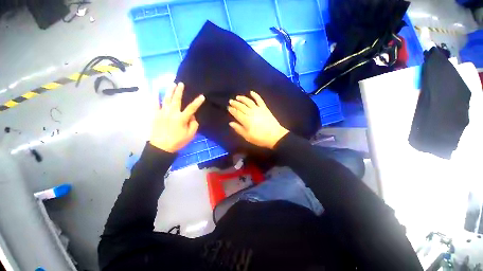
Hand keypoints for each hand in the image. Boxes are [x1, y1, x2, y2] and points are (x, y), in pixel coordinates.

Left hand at [150, 82, 204, 152]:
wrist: (161, 147)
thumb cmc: (177, 141)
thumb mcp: (190, 135)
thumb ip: (194, 124)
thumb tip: (192, 117)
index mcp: (182, 118)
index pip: (192, 108)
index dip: (197, 102)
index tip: (202, 96)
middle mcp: (172, 113)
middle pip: (177, 99)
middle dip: (179, 91)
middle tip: (181, 83)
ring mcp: (162, 113)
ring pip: (166, 99)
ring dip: (169, 91)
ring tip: (171, 84)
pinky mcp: (155, 115)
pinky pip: (155, 104)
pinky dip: (155, 97)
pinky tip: (156, 91)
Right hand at [228, 91, 288, 148]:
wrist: (275, 136)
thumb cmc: (260, 138)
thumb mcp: (247, 137)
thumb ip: (239, 129)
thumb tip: (231, 123)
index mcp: (246, 120)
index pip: (237, 113)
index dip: (232, 110)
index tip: (228, 107)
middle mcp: (251, 113)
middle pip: (241, 106)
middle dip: (235, 103)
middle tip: (231, 101)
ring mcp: (258, 109)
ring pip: (248, 102)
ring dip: (242, 98)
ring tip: (238, 97)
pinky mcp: (264, 108)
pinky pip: (259, 100)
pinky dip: (255, 95)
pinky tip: (251, 92)